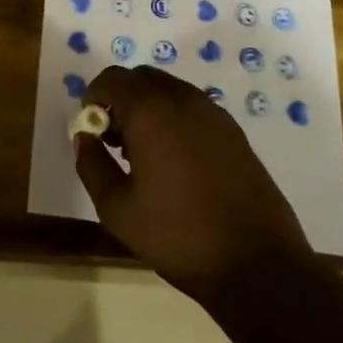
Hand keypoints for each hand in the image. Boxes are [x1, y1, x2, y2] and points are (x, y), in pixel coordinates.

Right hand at [74, 65, 311, 301]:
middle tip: (114, 140)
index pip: (112, 79)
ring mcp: (214, 113)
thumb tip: (84, 137)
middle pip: (141, 78)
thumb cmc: (178, 235)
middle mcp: (183, 100)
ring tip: (143, 154)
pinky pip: (192, 107)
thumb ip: (92, 165)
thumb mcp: (118, 209)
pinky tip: (174, 161)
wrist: (257, 264)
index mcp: (151, 112)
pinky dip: (174, 117)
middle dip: (120, 99)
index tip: (91, 129)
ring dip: (148, 107)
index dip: (94, 97)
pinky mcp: (234, 131)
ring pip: (169, 90)